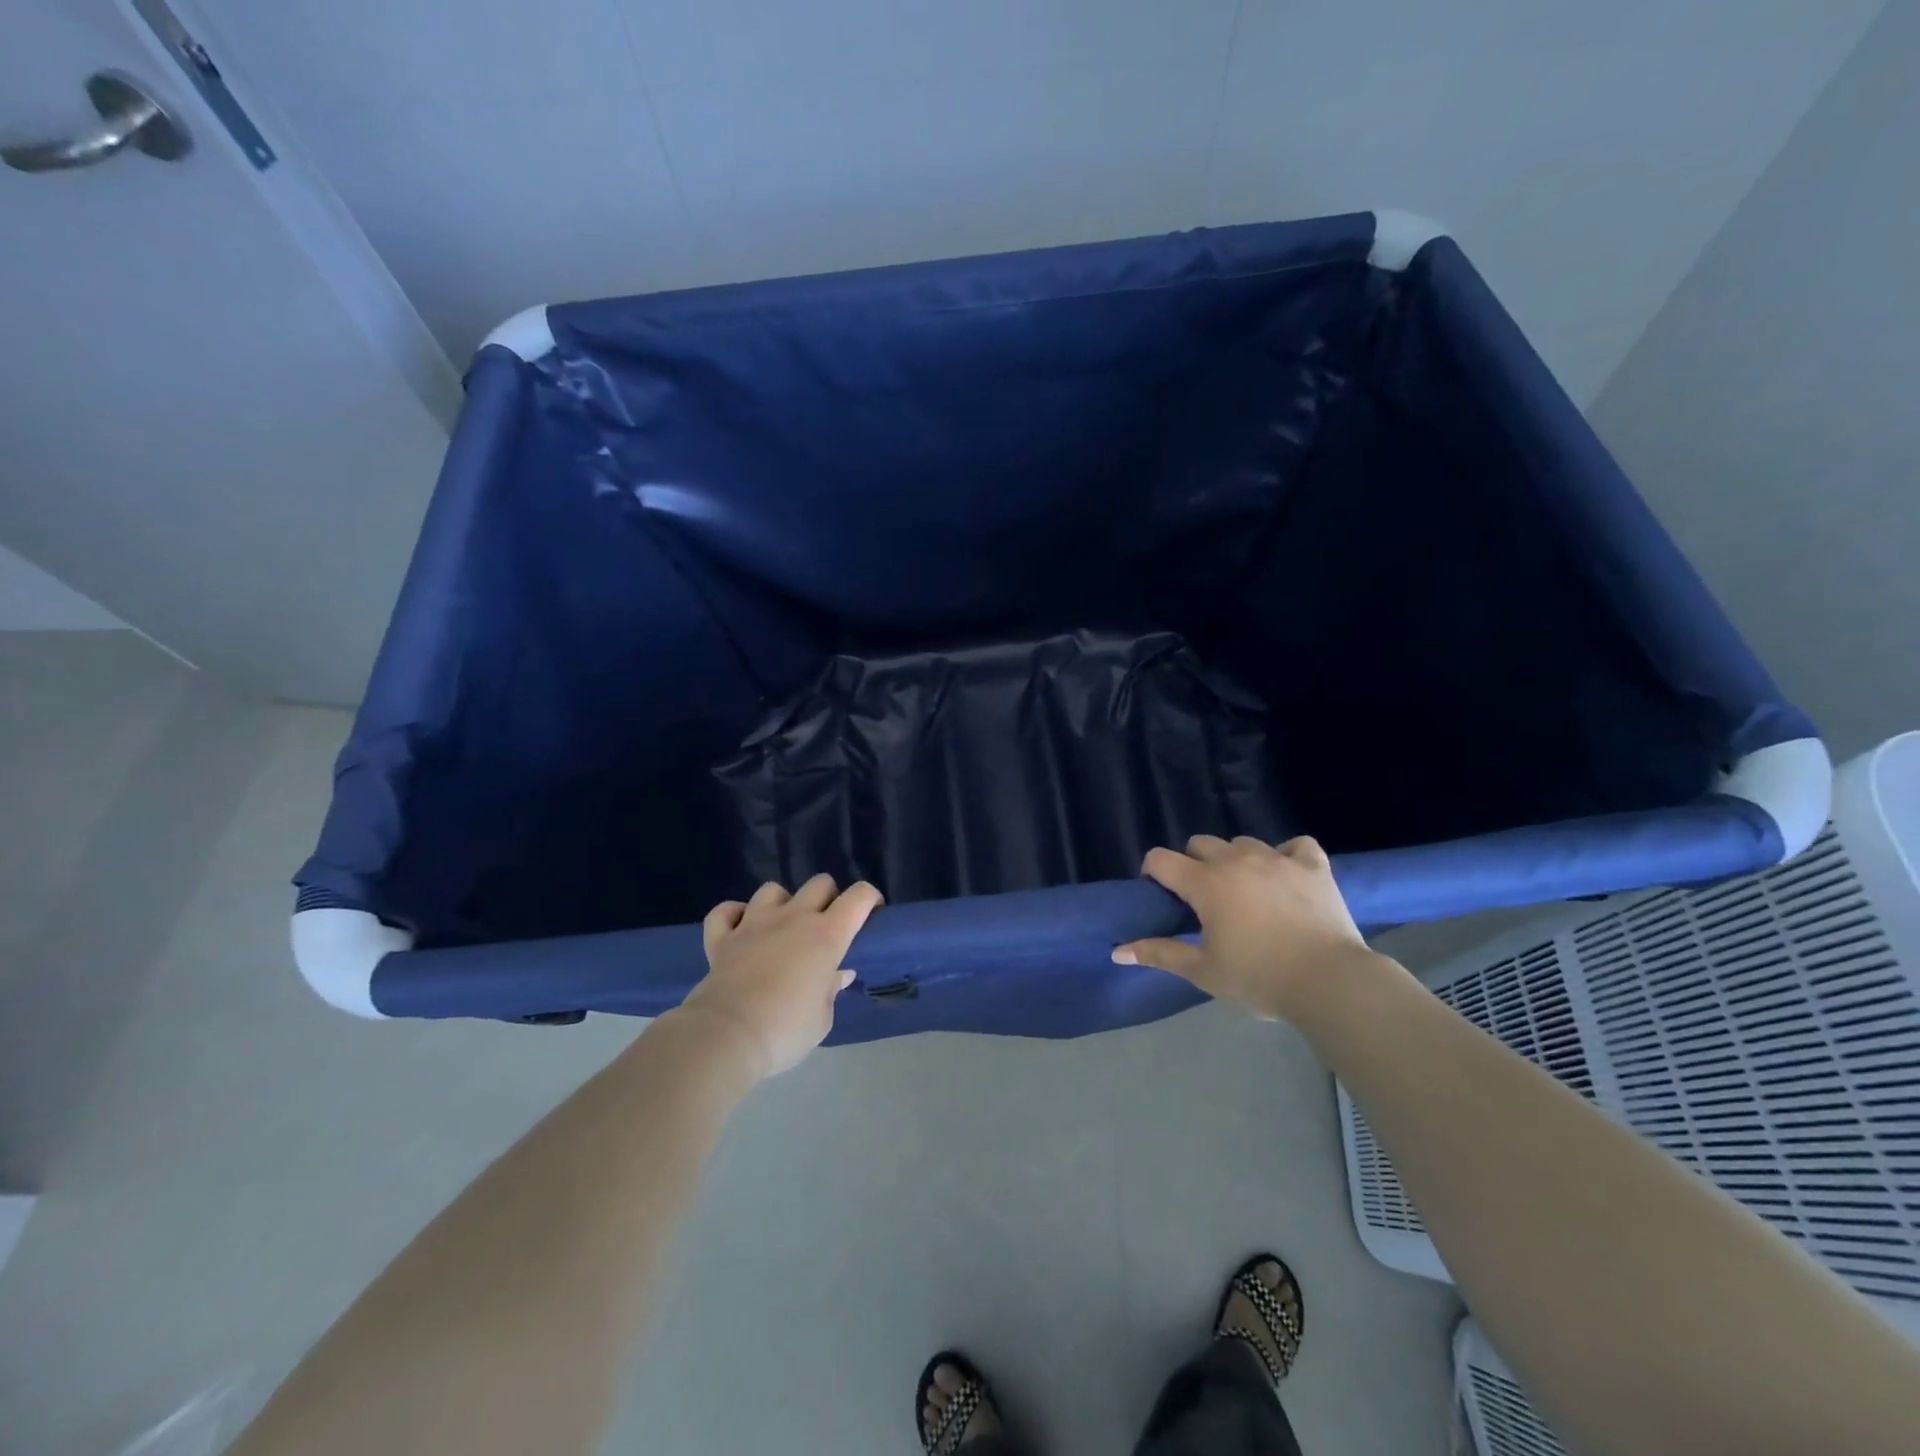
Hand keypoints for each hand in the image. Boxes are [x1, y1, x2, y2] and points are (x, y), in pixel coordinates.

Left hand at [679, 874, 882, 1079]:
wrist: (726, 1037)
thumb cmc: (785, 1030)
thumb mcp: (822, 1019)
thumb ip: (830, 990)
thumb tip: (837, 975)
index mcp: (827, 935)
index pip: (858, 897)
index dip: (869, 899)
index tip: (871, 914)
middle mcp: (793, 918)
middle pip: (819, 883)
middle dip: (828, 898)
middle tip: (826, 926)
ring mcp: (754, 923)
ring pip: (772, 890)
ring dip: (781, 903)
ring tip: (781, 927)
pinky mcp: (722, 938)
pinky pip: (725, 912)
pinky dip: (733, 915)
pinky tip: (739, 929)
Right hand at [1112, 835, 1377, 1021]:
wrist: (1330, 983)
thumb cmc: (1258, 978)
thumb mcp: (1203, 971)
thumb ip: (1159, 954)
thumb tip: (1117, 951)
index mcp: (1205, 883)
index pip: (1161, 859)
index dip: (1153, 872)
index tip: (1161, 895)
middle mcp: (1236, 861)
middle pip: (1200, 843)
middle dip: (1194, 864)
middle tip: (1204, 898)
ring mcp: (1277, 859)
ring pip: (1243, 843)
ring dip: (1236, 859)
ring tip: (1245, 889)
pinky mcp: (1313, 866)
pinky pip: (1296, 845)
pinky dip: (1287, 855)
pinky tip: (1286, 875)